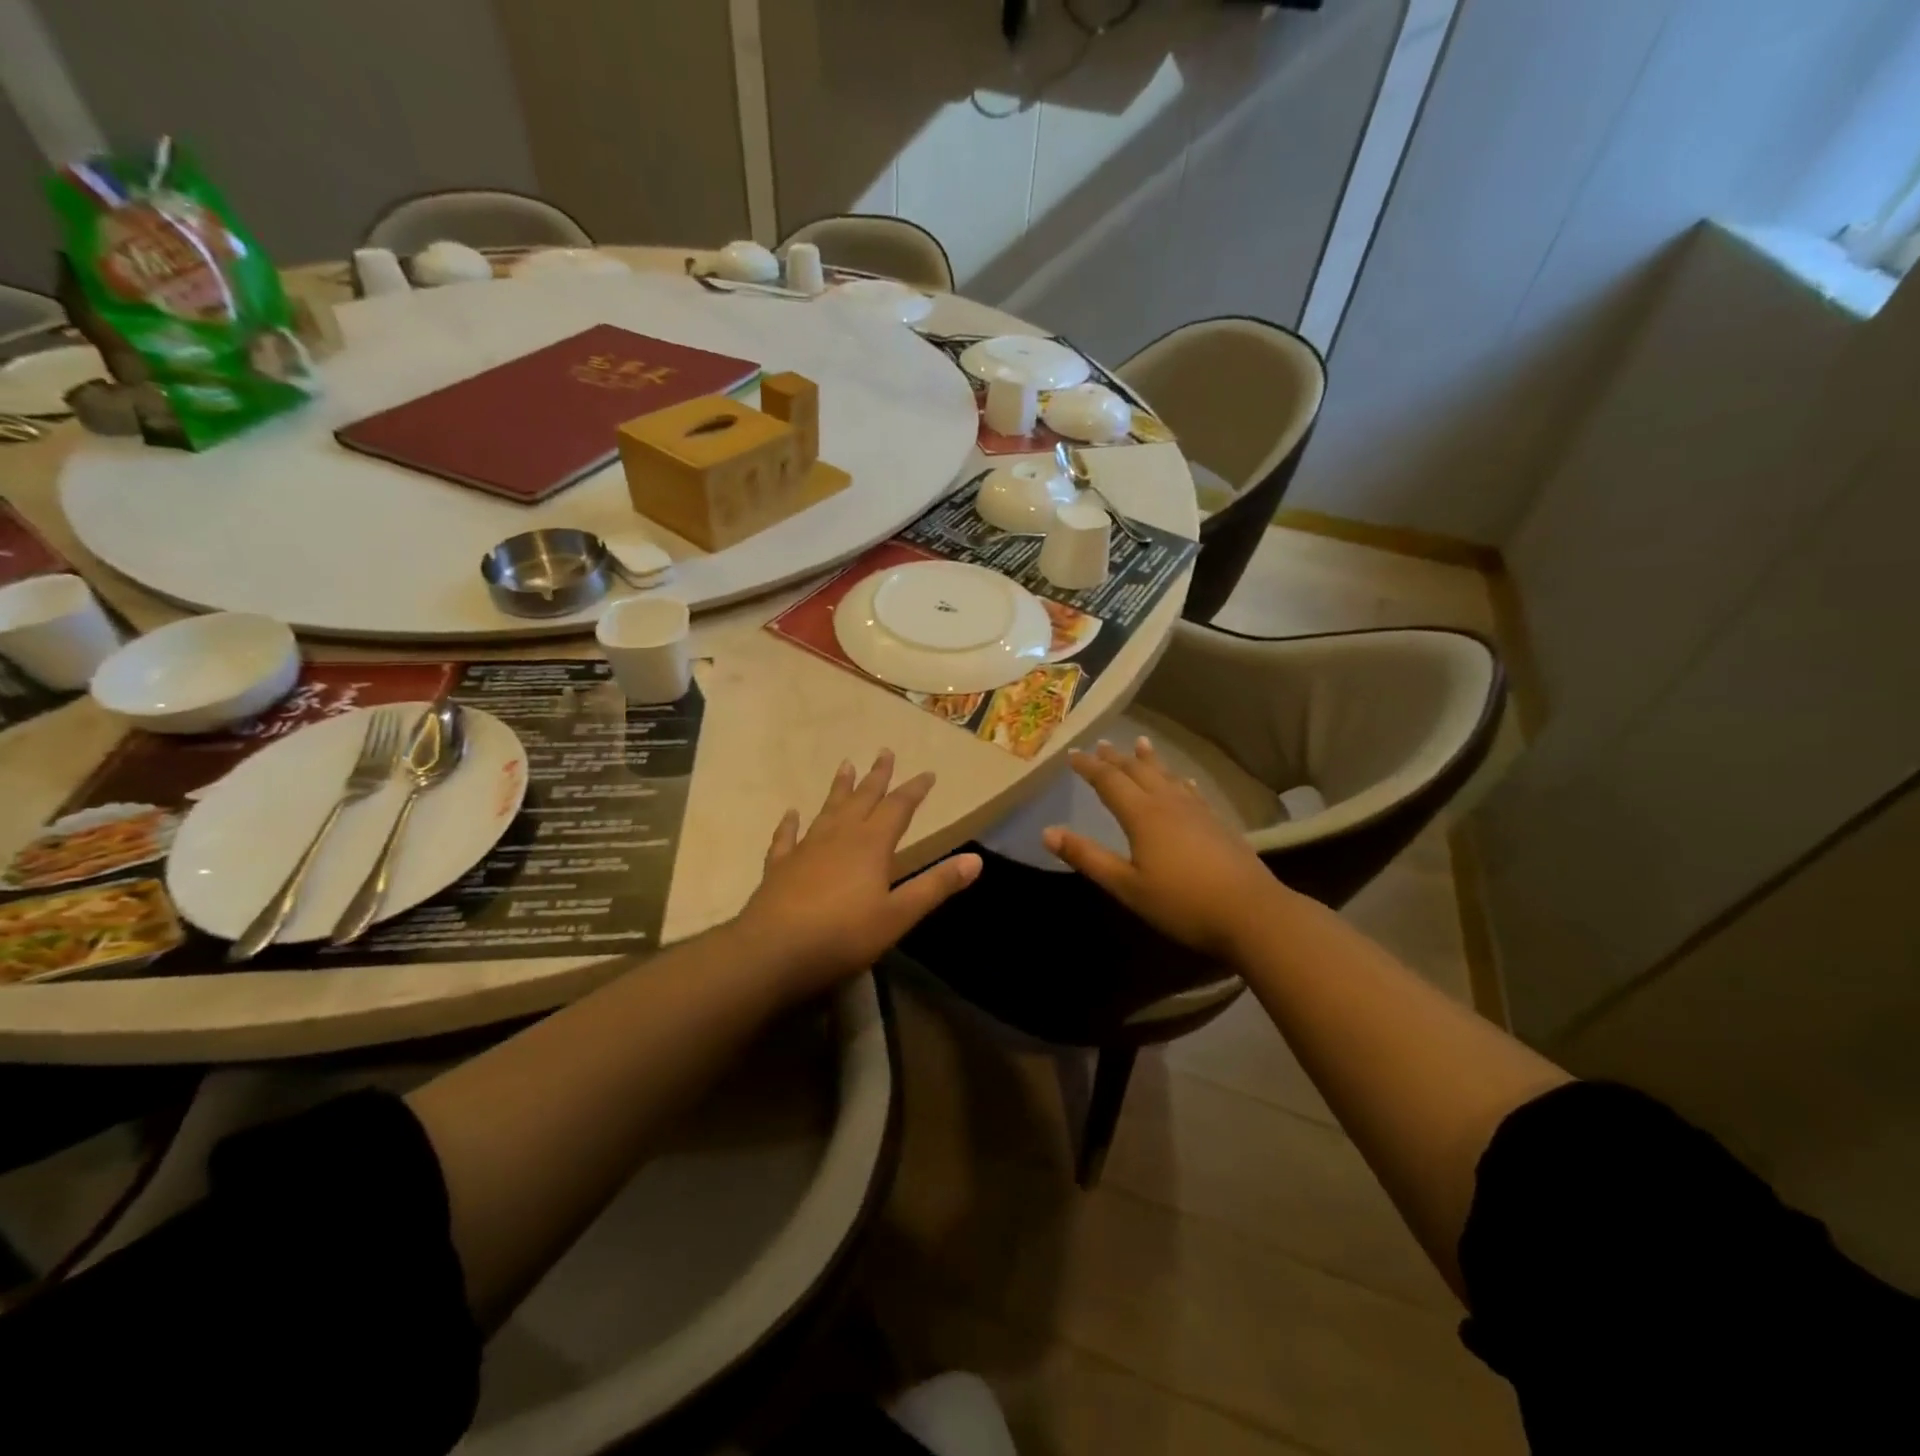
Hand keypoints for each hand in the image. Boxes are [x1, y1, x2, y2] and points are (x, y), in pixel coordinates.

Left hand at [737, 751, 981, 998]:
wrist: (774, 950)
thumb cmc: (844, 935)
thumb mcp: (899, 915)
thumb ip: (936, 886)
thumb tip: (976, 859)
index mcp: (872, 845)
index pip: (899, 808)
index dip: (915, 790)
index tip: (928, 773)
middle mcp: (839, 836)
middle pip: (863, 798)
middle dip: (877, 776)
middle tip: (884, 751)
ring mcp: (806, 848)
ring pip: (827, 809)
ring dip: (839, 788)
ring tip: (846, 764)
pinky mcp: (780, 866)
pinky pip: (787, 837)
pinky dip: (790, 823)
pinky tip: (791, 813)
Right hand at [1042, 737, 1286, 958]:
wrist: (1251, 913)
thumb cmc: (1181, 902)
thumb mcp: (1126, 885)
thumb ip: (1087, 857)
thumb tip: (1047, 832)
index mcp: (1142, 815)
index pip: (1109, 781)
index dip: (1089, 767)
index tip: (1072, 754)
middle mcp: (1168, 803)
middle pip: (1138, 771)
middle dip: (1116, 758)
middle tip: (1101, 744)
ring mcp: (1197, 811)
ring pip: (1166, 776)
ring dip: (1149, 760)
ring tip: (1141, 744)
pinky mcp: (1217, 823)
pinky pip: (1191, 791)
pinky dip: (1179, 780)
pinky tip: (1183, 781)